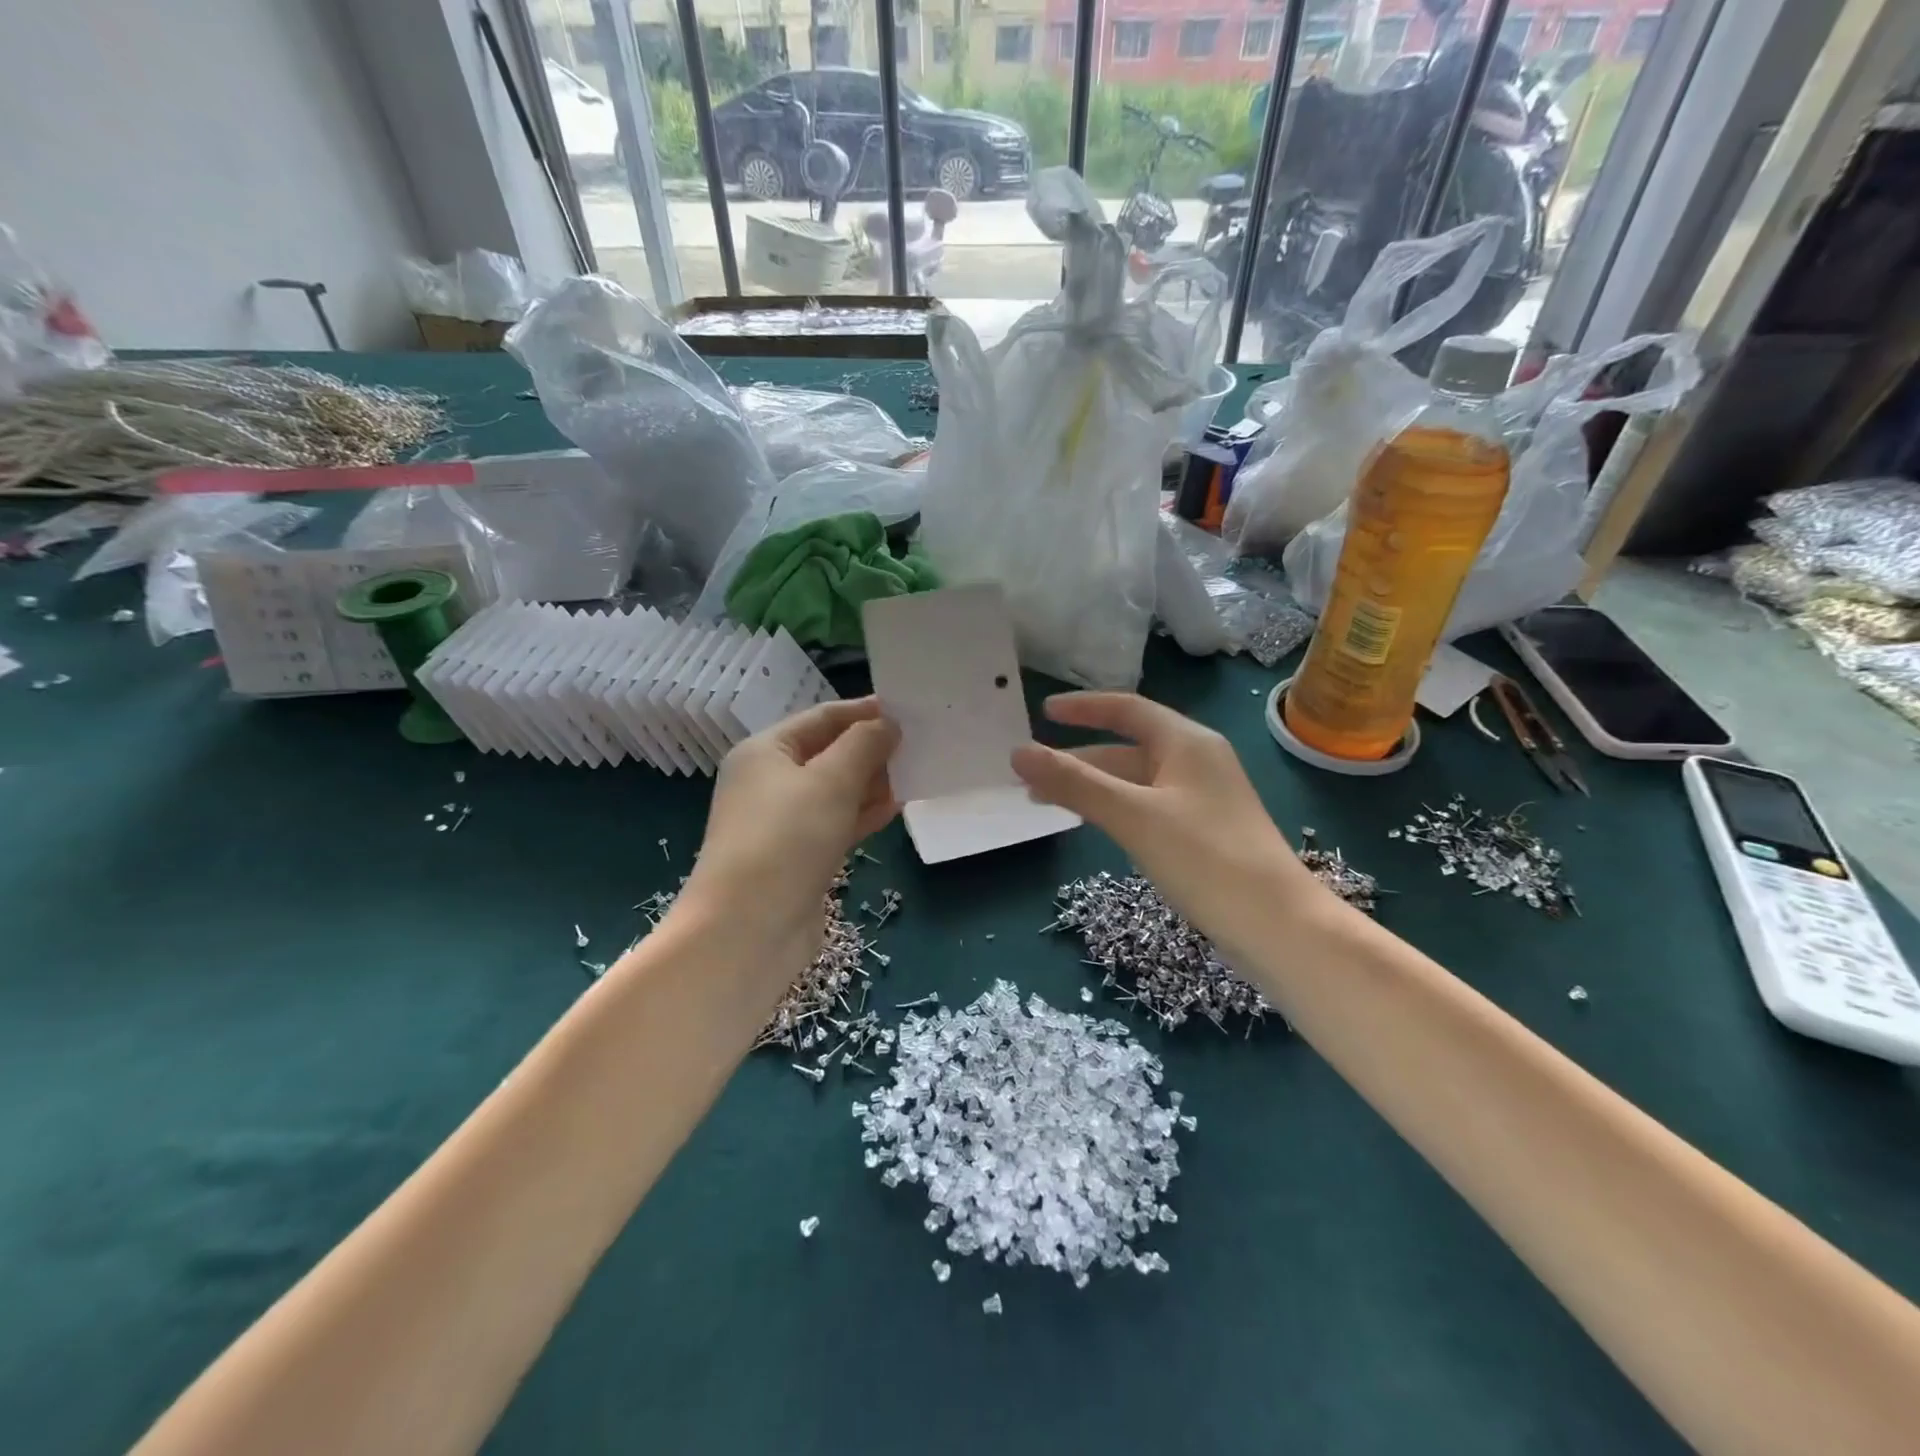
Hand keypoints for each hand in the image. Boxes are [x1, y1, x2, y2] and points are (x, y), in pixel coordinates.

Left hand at [682, 698, 899, 964]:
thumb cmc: (787, 839)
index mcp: (765, 751)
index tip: (908, 709)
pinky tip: (897, 808)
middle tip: (921, 743)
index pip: (822, 717)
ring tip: (917, 772)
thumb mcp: (831, 781)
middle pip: (829, 753)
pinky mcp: (800, 855)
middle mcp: (770, 781)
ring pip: (836, 790)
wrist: (749, 929)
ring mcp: (784, 821)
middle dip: (872, 748)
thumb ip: (864, 745)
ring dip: (873, 782)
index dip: (864, 711)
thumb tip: (888, 724)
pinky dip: (864, 813)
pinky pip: (838, 822)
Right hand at [1011, 693, 1330, 957]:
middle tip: (1031, 775)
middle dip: (1078, 758)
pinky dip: (1114, 809)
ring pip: (1135, 781)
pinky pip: (1147, 806)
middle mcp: (1196, 762)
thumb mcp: (1133, 815)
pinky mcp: (1203, 832)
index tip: (1042, 713)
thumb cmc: (1205, 858)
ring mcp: (1202, 799)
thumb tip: (1018, 752)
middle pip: (1127, 747)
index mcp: (1186, 742)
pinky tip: (1094, 825)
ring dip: (1093, 786)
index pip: (1126, 709)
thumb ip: (1075, 783)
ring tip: (1047, 802)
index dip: (1083, 707)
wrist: (1277, 926)